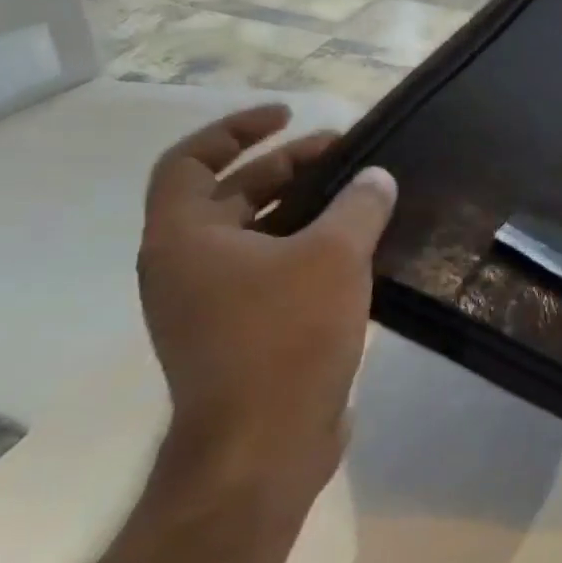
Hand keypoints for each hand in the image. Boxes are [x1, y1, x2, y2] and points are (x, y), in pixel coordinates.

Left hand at [136, 104, 396, 508]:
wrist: (262, 446)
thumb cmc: (284, 336)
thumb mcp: (334, 255)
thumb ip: (359, 204)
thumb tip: (376, 177)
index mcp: (184, 239)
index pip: (190, 161)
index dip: (236, 129)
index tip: (289, 116)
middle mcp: (186, 267)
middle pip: (231, 194)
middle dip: (288, 166)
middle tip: (346, 154)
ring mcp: (211, 305)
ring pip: (257, 234)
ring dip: (304, 208)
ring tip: (360, 197)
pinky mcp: (241, 334)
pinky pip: (273, 270)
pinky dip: (309, 248)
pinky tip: (359, 249)